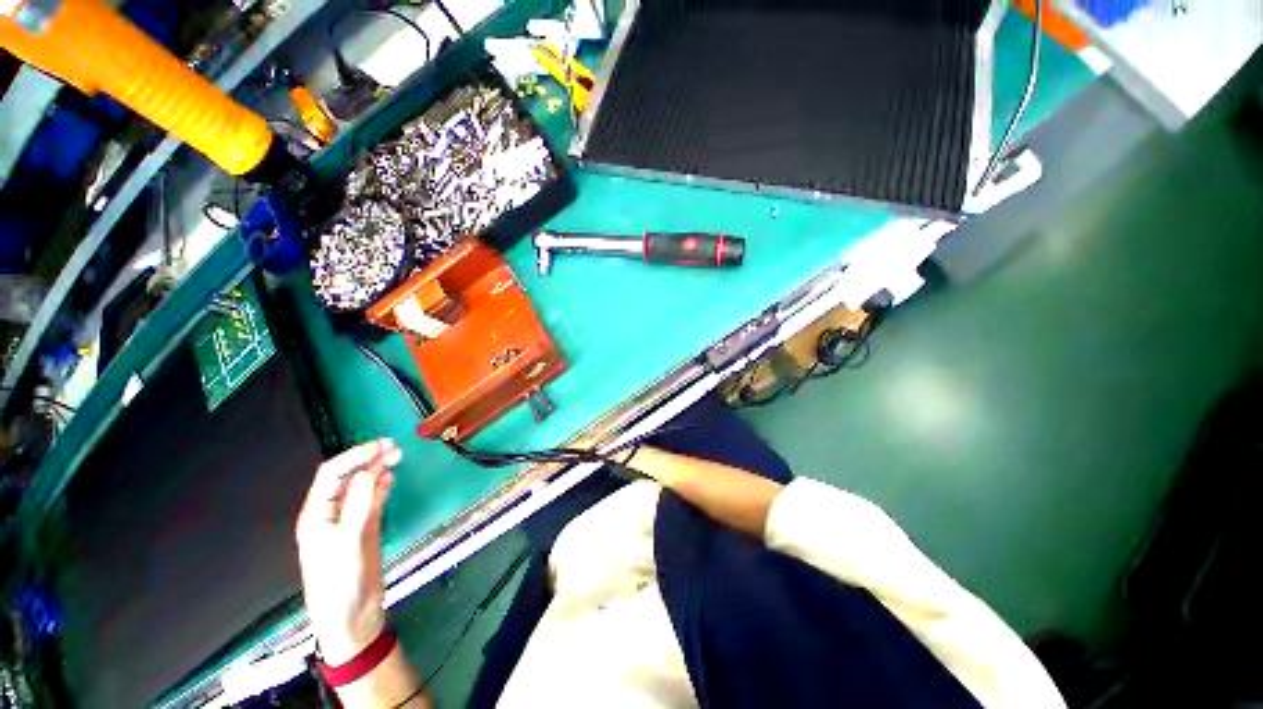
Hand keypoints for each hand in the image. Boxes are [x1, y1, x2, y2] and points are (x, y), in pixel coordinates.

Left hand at [296, 439, 401, 664]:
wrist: (351, 617)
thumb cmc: (341, 583)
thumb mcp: (350, 544)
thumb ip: (361, 507)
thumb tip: (371, 472)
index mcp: (317, 514)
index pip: (332, 475)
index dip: (354, 457)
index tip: (380, 446)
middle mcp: (331, 512)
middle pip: (348, 477)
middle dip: (368, 459)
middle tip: (393, 446)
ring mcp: (349, 520)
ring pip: (362, 486)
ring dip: (378, 469)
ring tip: (397, 455)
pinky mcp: (364, 528)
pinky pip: (372, 500)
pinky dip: (382, 486)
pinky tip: (391, 477)